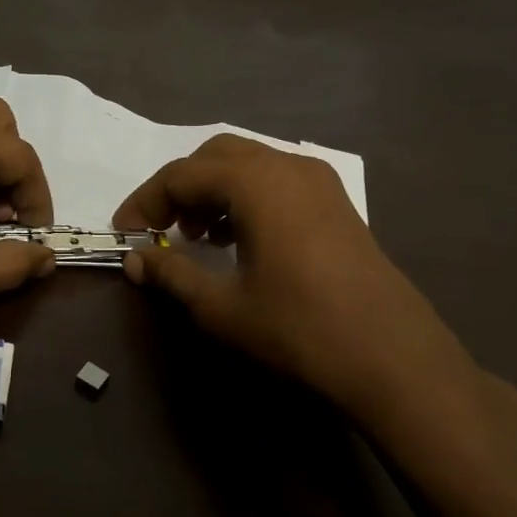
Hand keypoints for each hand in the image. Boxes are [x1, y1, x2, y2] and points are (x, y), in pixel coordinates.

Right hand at [114, 135, 516, 464]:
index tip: (124, 234)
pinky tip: (237, 240)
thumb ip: (171, 274)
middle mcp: (287, 167)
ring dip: (212, 191)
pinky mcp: (335, 203)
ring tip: (196, 237)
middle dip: (179, 188)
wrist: (392, 359)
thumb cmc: (298, 330)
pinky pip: (276, 181)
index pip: (181, 175)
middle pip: (215, 157)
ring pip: (248, 165)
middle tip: (159, 229)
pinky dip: (245, 198)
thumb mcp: (221, 306)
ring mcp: (318, 182)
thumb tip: (134, 261)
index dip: (145, 201)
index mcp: (255, 182)